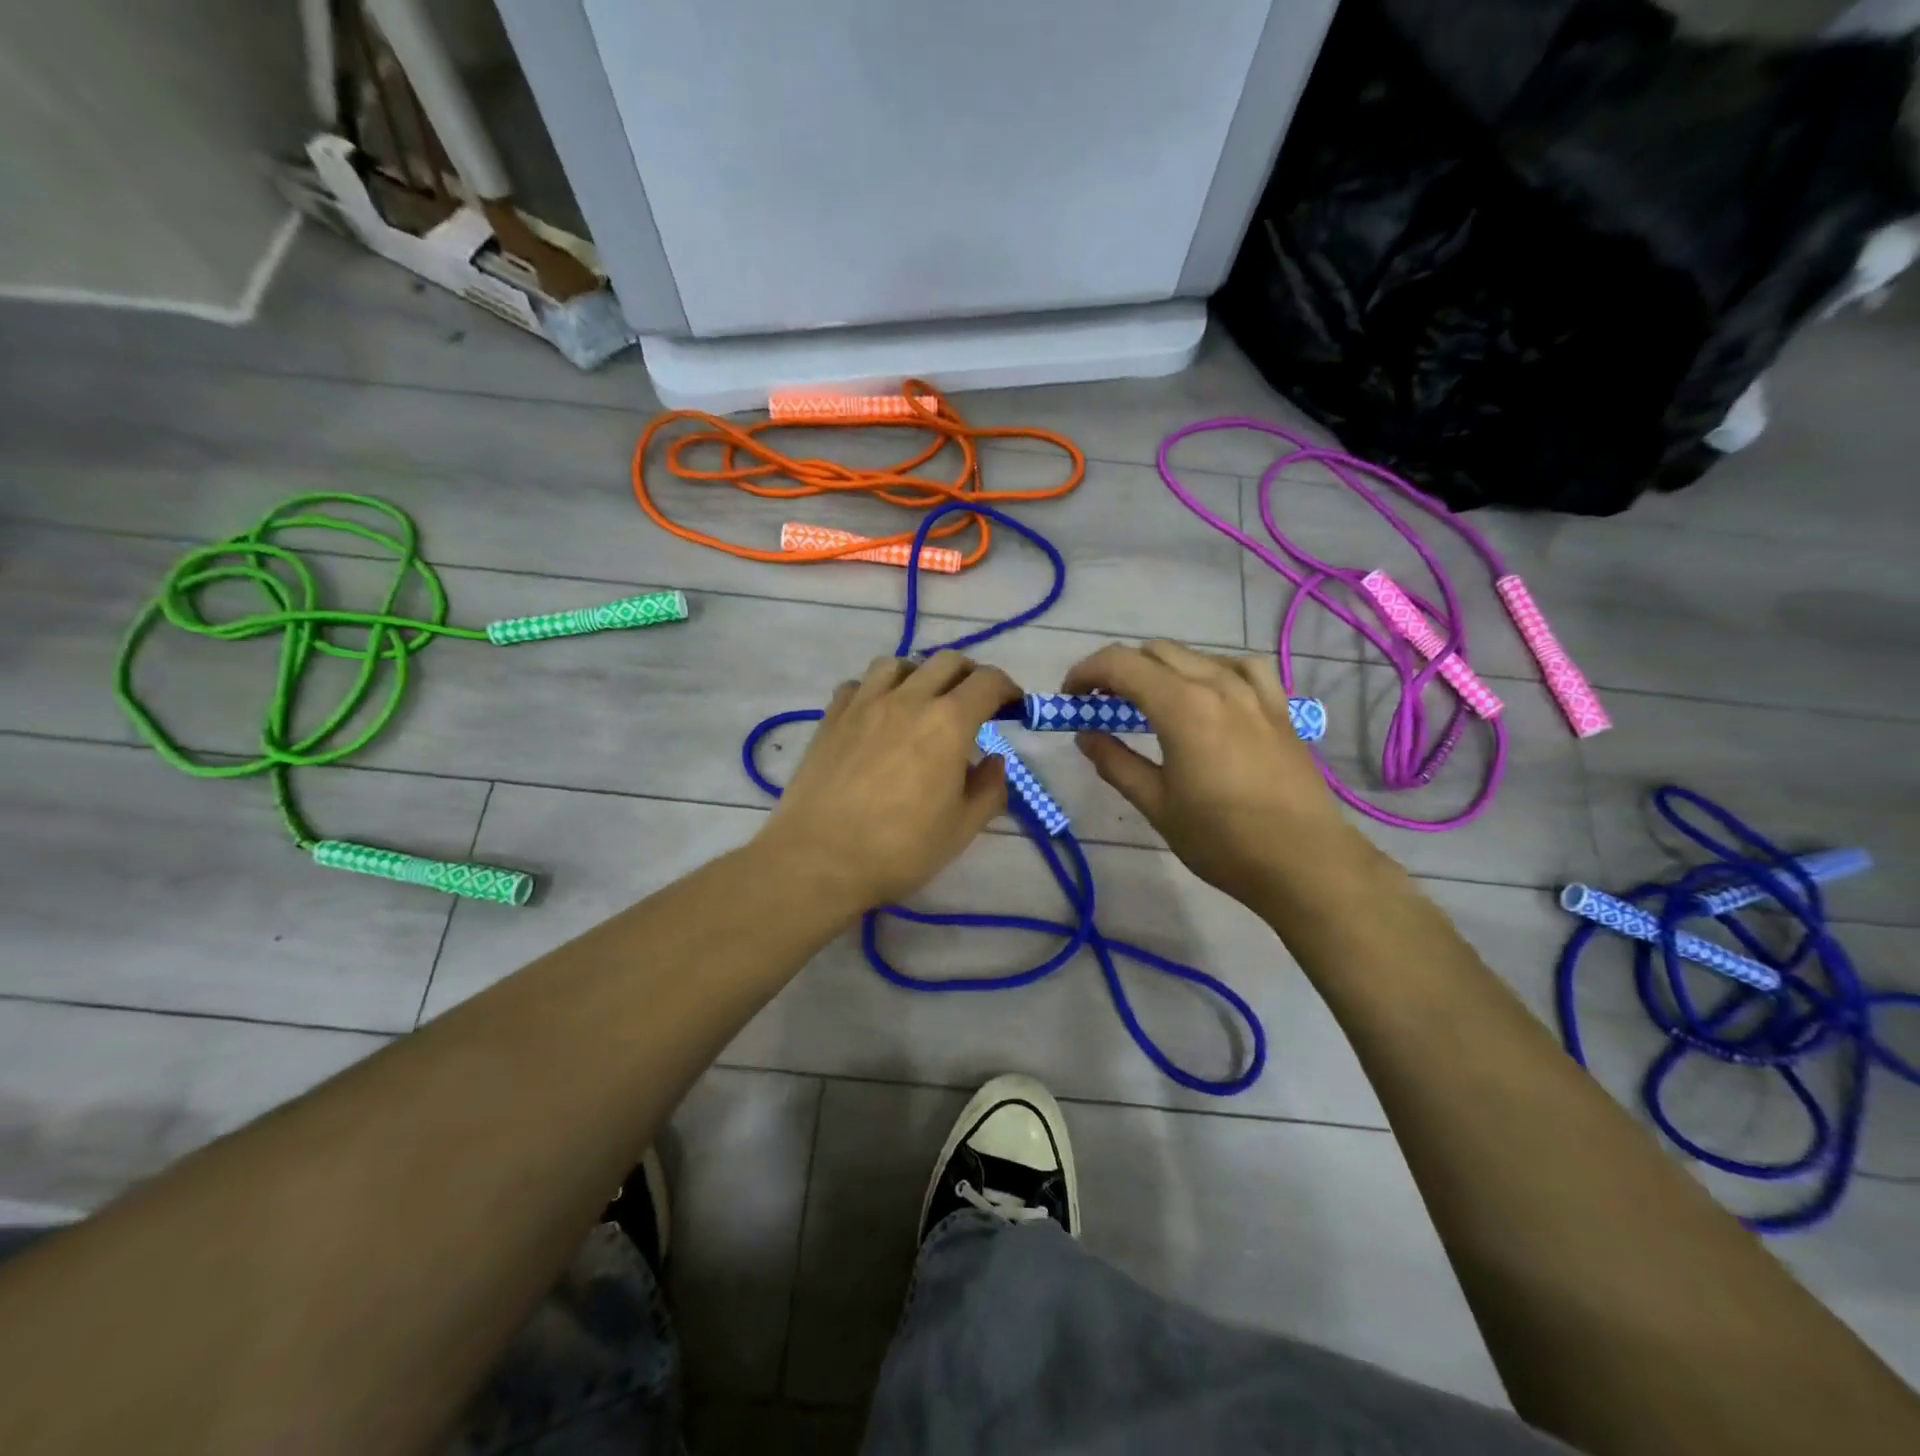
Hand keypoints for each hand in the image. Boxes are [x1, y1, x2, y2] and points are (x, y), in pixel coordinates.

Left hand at [756, 652, 1017, 911]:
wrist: (818, 859)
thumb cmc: (899, 849)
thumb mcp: (961, 829)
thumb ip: (989, 789)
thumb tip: (995, 761)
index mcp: (948, 723)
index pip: (988, 683)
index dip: (1008, 689)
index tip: (1013, 706)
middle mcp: (908, 699)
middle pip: (947, 662)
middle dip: (970, 675)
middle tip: (974, 703)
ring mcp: (864, 704)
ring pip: (898, 664)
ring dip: (920, 674)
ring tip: (922, 701)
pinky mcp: (832, 717)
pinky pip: (857, 684)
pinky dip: (875, 689)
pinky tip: (877, 714)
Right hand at [1065, 641, 1365, 906]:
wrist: (1303, 861)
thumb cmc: (1221, 840)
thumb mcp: (1156, 805)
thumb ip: (1116, 763)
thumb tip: (1085, 735)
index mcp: (1181, 706)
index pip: (1120, 664)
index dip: (1086, 672)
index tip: (1070, 698)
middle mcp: (1217, 685)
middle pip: (1154, 652)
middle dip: (1118, 670)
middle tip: (1100, 705)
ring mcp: (1254, 692)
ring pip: (1196, 655)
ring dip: (1161, 668)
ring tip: (1149, 700)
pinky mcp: (1279, 707)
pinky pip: (1241, 667)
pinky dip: (1213, 670)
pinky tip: (1210, 692)